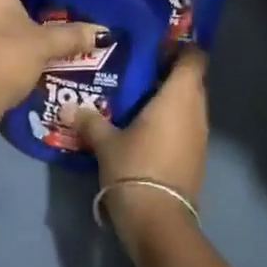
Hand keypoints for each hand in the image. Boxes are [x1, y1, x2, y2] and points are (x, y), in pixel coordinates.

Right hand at [73, 48, 208, 249]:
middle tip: (139, 68)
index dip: (181, 47)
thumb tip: (66, 107)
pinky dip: (172, 120)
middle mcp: (196, 111)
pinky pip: (188, 126)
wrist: (159, 222)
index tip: (157, 44)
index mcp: (179, 96)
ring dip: (171, 98)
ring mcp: (200, 136)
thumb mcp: (105, 142)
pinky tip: (146, 125)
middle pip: (192, 80)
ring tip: (138, 95)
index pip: (194, 58)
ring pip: (190, 105)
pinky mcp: (197, 157)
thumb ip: (89, 119)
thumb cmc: (135, 168)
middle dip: (170, 72)